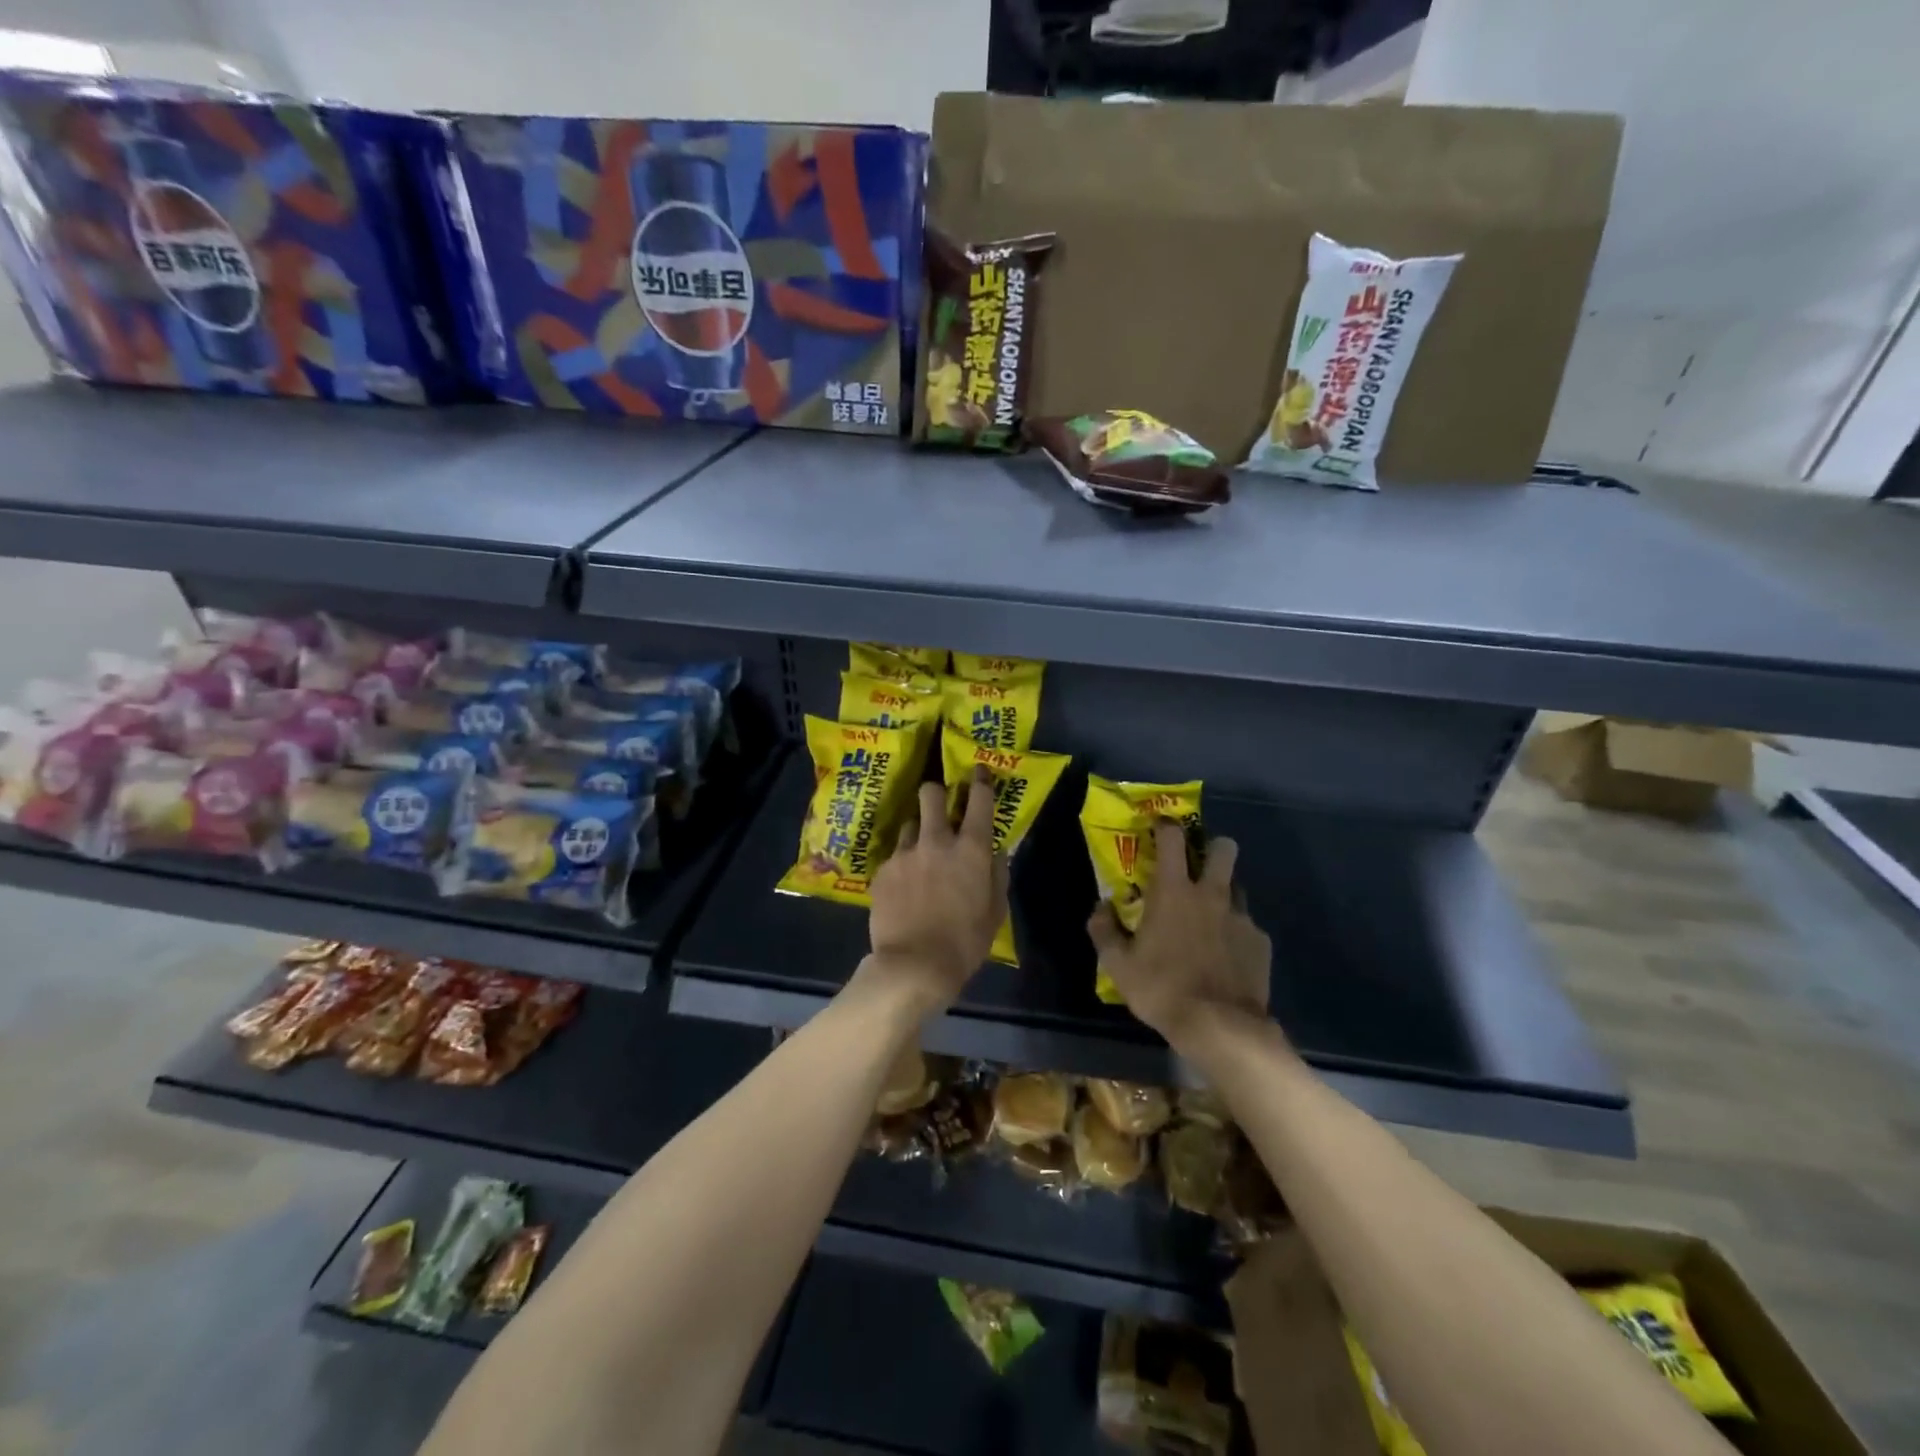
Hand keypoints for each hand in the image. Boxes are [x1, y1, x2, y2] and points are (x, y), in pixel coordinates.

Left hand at [861, 771, 1008, 1016]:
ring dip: (919, 831)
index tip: (980, 771)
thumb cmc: (965, 941)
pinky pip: (895, 855)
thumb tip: (996, 850)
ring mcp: (905, 853)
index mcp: (970, 849)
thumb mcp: (995, 910)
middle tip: (940, 804)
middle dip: (936, 792)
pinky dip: (903, 863)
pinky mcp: (882, 870)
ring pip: (910, 824)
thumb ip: (997, 873)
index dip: (981, 781)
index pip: (979, 801)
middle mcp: (936, 841)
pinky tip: (904, 885)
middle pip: (931, 794)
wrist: (914, 965)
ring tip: (920, 852)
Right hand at [1088, 823, 1271, 1052]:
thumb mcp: (1118, 965)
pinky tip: (1227, 956)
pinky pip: (1248, 926)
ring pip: (1237, 887)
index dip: (1166, 826)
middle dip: (1212, 848)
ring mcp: (1241, 917)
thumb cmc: (1162, 989)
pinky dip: (1236, 933)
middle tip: (1198, 867)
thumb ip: (1104, 930)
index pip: (1172, 838)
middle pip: (1223, 848)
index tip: (1160, 828)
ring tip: (1210, 917)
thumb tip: (1099, 907)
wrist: (1220, 1027)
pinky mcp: (1260, 942)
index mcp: (1173, 891)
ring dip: (1224, 893)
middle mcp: (1211, 894)